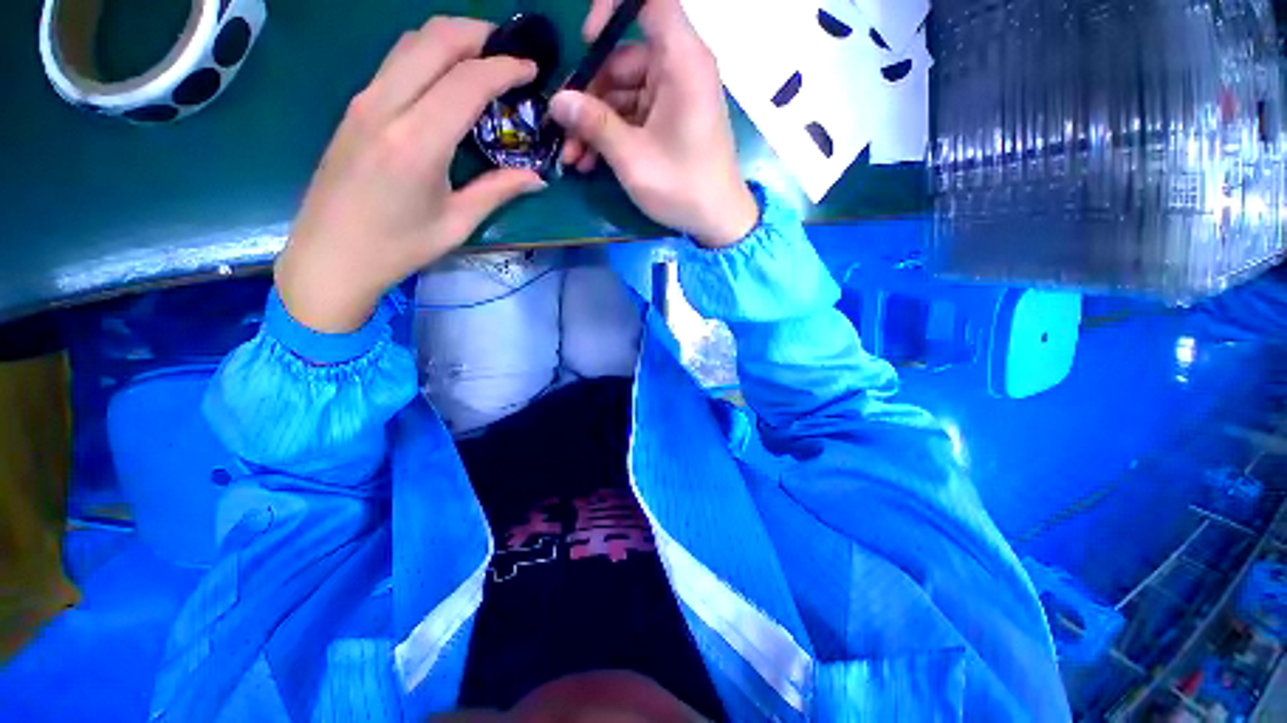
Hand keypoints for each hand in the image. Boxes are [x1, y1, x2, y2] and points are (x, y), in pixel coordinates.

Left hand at [276, 18, 547, 333]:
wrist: (330, 255)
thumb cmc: (398, 247)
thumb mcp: (457, 223)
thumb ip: (498, 190)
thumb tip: (538, 178)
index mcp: (417, 142)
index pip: (467, 80)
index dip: (505, 67)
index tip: (533, 70)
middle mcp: (386, 107)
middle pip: (434, 39)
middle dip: (479, 35)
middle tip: (511, 52)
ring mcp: (364, 101)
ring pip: (411, 41)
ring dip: (452, 39)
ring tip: (485, 59)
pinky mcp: (355, 107)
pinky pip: (396, 61)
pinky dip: (429, 54)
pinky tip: (449, 78)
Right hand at [551, 0, 758, 247]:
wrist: (717, 221)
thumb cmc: (682, 186)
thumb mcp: (633, 158)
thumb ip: (594, 124)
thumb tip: (557, 101)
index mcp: (682, 61)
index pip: (650, 1)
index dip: (612, 8)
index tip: (587, 42)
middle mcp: (679, 69)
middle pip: (623, 58)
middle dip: (589, 96)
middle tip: (564, 130)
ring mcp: (674, 96)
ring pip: (623, 92)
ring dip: (595, 123)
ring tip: (574, 158)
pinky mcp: (670, 120)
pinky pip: (634, 114)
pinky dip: (612, 134)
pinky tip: (591, 161)